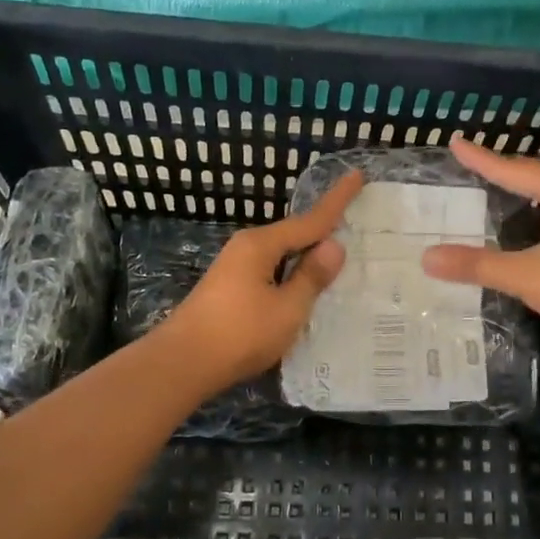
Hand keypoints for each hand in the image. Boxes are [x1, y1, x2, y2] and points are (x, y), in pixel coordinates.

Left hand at [160, 171, 363, 393]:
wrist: (183, 364)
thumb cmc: (240, 334)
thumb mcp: (287, 308)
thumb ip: (311, 277)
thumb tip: (333, 246)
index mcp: (261, 245)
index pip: (310, 219)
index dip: (337, 200)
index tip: (356, 175)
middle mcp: (246, 248)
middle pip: (294, 234)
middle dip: (322, 229)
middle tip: (355, 219)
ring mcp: (235, 268)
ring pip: (281, 255)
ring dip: (307, 255)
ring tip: (337, 256)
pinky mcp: (230, 289)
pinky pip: (271, 271)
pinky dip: (292, 273)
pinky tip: (303, 286)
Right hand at [422, 137, 539, 359]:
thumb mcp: (526, 276)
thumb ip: (478, 265)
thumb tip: (426, 258)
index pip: (516, 170)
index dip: (483, 159)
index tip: (457, 143)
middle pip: (538, 176)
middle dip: (506, 169)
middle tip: (476, 163)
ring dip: (527, 190)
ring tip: (502, 186)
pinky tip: (534, 227)